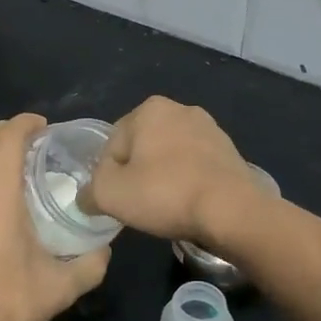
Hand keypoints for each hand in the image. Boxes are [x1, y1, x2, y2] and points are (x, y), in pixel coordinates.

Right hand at [87, 96, 257, 244]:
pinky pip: (195, 166)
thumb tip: (87, 196)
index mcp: (148, 109)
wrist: (233, 211)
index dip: (109, 177)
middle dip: (137, 175)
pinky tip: (190, 205)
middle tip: (141, 205)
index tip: (120, 200)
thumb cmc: (165, 194)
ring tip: (167, 208)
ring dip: (163, 179)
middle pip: (141, 148)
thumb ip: (89, 191)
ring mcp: (209, 128)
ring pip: (169, 157)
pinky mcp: (229, 150)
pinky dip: (187, 182)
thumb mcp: (109, 194)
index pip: (112, 145)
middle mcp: (179, 108)